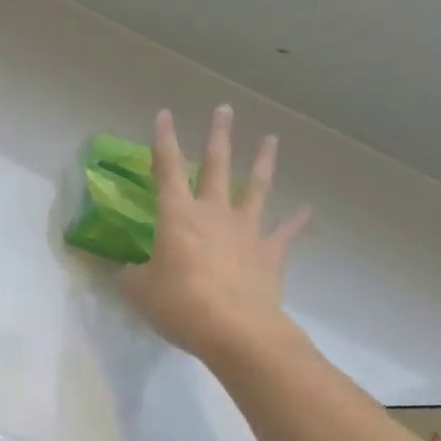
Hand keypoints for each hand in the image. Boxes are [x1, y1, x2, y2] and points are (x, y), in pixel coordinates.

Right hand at [120, 106, 311, 361]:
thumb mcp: (140, 291)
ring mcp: (245, 231)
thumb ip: (134, 275)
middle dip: (218, 136)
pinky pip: (284, 233)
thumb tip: (133, 271)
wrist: (236, 330)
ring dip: (264, 162)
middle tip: (224, 109)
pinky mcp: (269, 254)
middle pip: (217, 166)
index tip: (164, 114)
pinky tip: (307, 210)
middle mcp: (213, 213)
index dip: (164, 141)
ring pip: (256, 188)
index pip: (167, 169)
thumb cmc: (180, 305)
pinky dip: (296, 221)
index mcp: (177, 216)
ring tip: (272, 139)